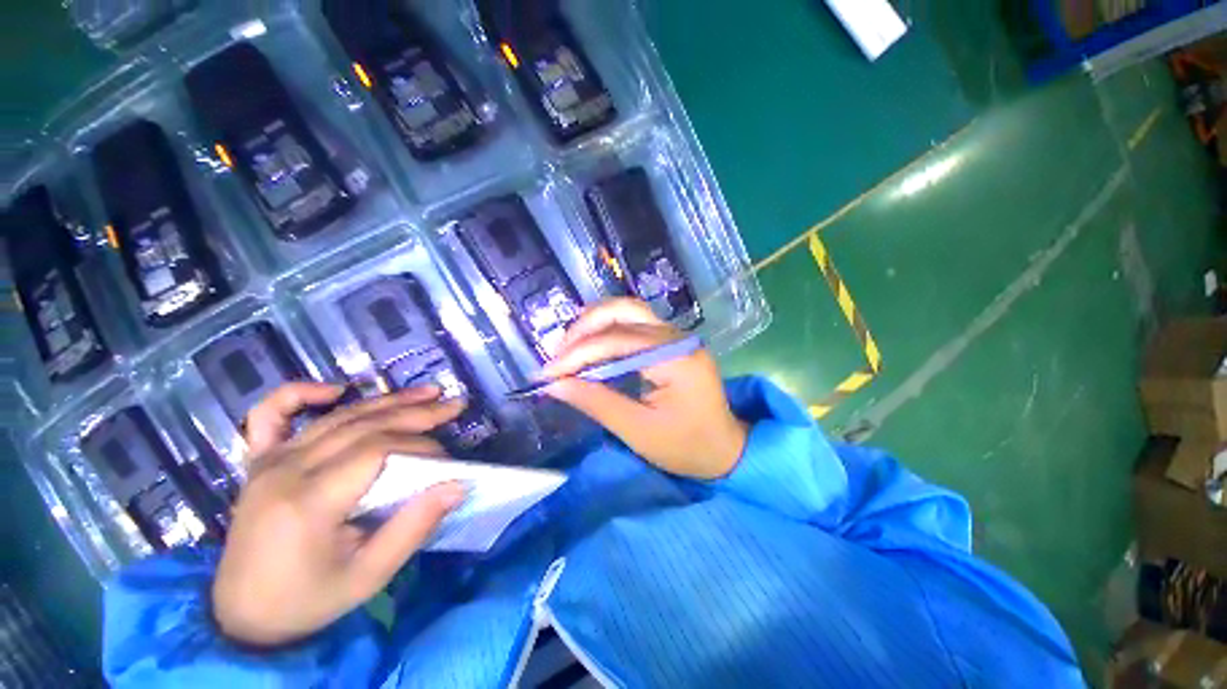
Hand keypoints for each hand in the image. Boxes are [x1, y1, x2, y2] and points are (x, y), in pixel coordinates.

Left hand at [212, 383, 467, 646]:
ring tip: (428, 393)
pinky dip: (299, 393)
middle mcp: (285, 471)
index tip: (447, 459)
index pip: (376, 452)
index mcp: (308, 503)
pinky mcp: (258, 462)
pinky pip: (269, 415)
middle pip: (362, 426)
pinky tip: (334, 389)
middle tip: (454, 405)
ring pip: (337, 417)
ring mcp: (268, 462)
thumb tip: (457, 484)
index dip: (419, 446)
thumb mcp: (369, 576)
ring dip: (386, 401)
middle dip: (416, 413)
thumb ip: (414, 527)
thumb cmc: (308, 601)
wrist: (241, 617)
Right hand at [542, 298, 748, 479]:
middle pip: (625, 311)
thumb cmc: (686, 447)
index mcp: (676, 358)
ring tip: (569, 347)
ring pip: (630, 312)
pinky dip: (609, 331)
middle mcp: (679, 337)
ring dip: (596, 324)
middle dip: (585, 328)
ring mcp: (678, 336)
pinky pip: (636, 325)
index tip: (547, 372)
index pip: (617, 342)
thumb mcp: (638, 431)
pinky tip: (592, 345)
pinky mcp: (673, 342)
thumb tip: (555, 385)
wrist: (726, 449)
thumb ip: (596, 402)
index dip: (578, 354)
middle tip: (558, 354)